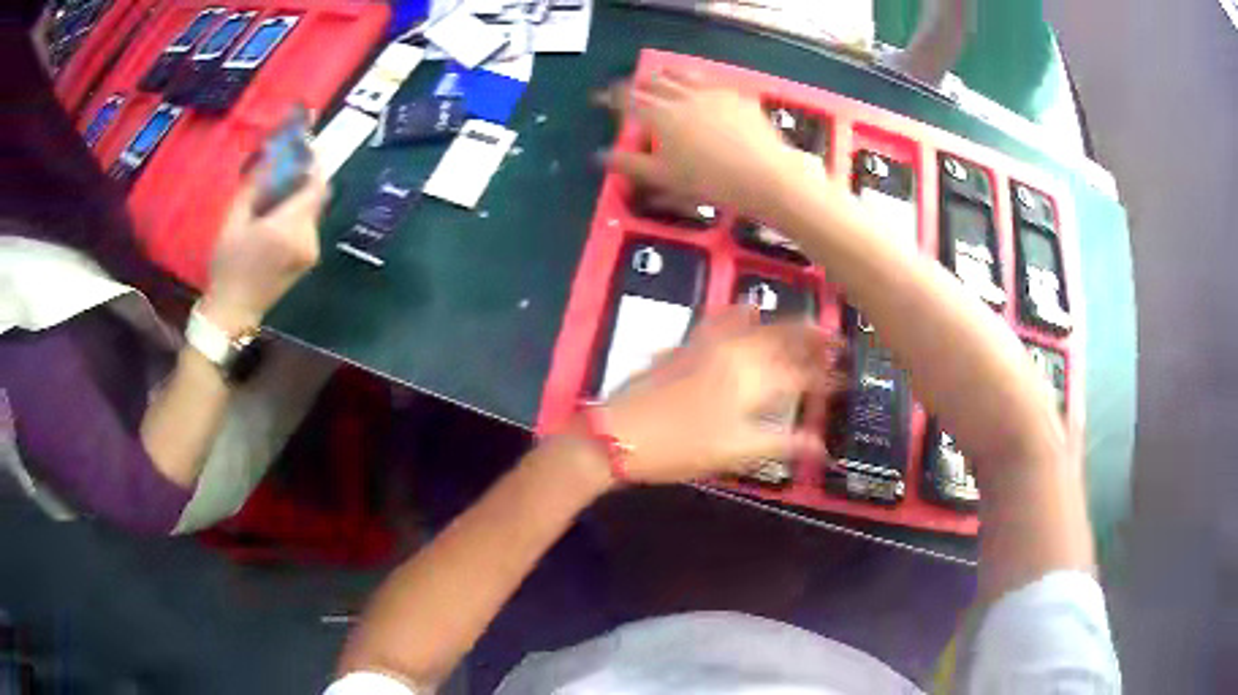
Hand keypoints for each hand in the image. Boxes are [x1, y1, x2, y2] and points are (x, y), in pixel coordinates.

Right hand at [201, 163, 328, 331]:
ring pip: (313, 212)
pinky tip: (278, 218)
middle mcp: (308, 238)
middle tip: (287, 168)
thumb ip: (254, 186)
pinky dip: (298, 216)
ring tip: (278, 193)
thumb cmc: (228, 266)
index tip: (307, 148)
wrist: (233, 312)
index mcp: (289, 227)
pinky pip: (308, 228)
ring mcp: (312, 252)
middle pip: (316, 197)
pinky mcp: (309, 261)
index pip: (316, 186)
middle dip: (305, 180)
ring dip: (300, 199)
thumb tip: (270, 156)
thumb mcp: (233, 220)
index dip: (316, 164)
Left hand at [595, 307, 843, 484]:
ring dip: (785, 325)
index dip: (826, 378)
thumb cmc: (681, 447)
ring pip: (757, 326)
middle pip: (784, 339)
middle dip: (813, 339)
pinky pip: (722, 320)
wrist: (619, 433)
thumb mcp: (735, 451)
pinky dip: (742, 314)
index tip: (845, 378)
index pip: (801, 375)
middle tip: (836, 341)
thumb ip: (782, 443)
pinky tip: (748, 308)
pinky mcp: (688, 345)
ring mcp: (709, 345)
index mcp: (753, 380)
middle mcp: (736, 353)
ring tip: (806, 326)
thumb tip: (821, 447)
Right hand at [596, 72, 827, 219]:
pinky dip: (699, 82)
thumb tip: (599, 155)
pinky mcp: (738, 96)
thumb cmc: (710, 182)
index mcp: (659, 115)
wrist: (766, 176)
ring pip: (682, 76)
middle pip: (654, 82)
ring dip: (667, 76)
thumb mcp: (664, 178)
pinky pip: (712, 82)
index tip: (601, 98)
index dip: (612, 97)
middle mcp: (682, 96)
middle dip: (639, 83)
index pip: (627, 99)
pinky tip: (702, 88)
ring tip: (662, 76)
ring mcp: (712, 92)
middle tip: (632, 87)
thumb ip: (629, 164)